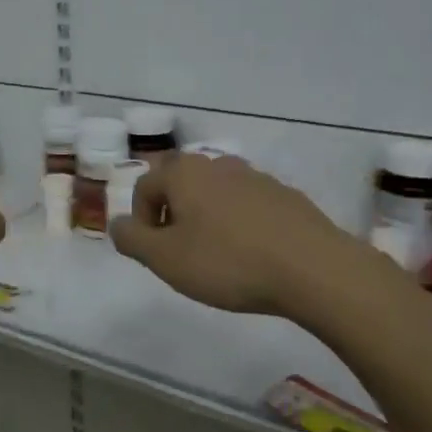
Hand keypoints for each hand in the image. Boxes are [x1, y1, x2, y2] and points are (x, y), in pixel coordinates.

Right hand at [110, 154, 359, 316]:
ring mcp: (255, 176)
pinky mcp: (284, 195)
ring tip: (217, 258)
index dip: (141, 221)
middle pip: (180, 185)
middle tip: (182, 255)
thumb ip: (133, 239)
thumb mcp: (166, 259)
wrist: (313, 268)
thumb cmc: (228, 262)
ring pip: (215, 194)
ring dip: (206, 220)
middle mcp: (217, 163)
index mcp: (184, 172)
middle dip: (173, 217)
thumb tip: (118, 224)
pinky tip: (252, 256)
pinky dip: (239, 224)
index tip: (155, 255)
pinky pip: (247, 206)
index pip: (144, 186)